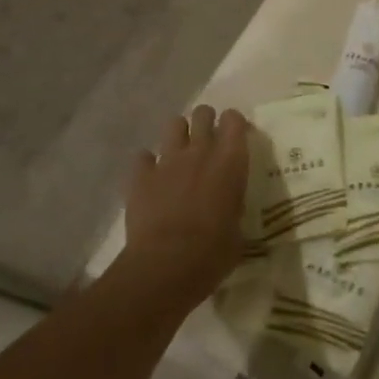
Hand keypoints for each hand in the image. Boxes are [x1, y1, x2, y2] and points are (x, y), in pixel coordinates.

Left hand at [121, 106, 248, 308]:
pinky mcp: (140, 176)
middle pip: (203, 113)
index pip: (234, 119)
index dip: (234, 124)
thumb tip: (230, 209)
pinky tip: (151, 180)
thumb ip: (234, 206)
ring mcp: (168, 160)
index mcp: (230, 160)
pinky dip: (147, 165)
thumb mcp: (237, 230)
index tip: (236, 137)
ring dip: (179, 135)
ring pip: (173, 124)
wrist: (165, 266)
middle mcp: (200, 150)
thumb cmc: (212, 253)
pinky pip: (142, 157)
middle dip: (206, 121)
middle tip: (208, 142)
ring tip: (180, 155)